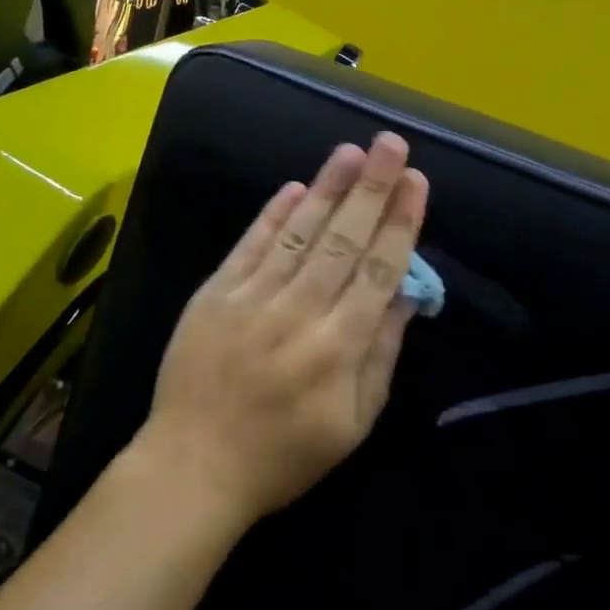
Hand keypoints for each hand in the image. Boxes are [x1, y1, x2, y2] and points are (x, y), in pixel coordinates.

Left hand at [134, 132, 428, 527]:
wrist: (193, 466)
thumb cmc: (283, 454)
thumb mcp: (352, 424)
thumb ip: (380, 355)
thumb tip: (405, 296)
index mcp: (338, 349)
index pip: (379, 272)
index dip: (400, 223)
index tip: (416, 181)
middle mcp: (298, 314)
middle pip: (343, 241)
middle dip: (371, 188)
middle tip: (390, 143)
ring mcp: (251, 299)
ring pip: (299, 234)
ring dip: (327, 188)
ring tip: (351, 151)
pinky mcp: (215, 294)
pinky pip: (250, 246)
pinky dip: (272, 215)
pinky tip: (295, 187)